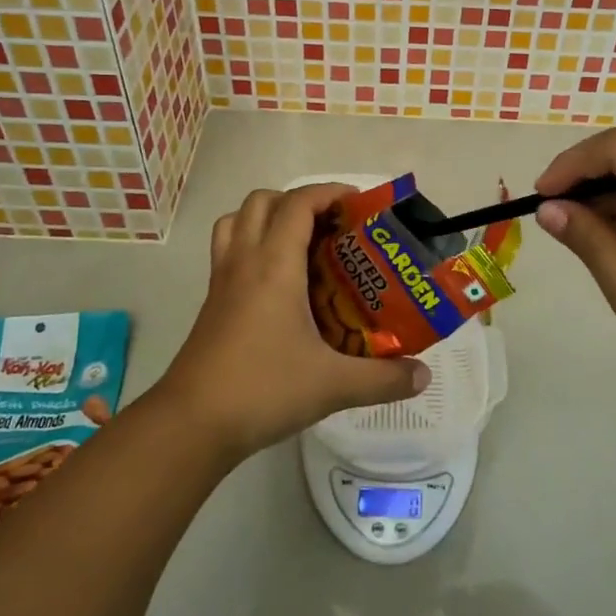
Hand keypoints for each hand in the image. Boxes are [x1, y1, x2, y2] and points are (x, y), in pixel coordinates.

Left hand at [156, 183, 430, 459]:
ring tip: (301, 244)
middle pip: (262, 201)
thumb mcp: (332, 386)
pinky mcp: (211, 303)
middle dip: (299, 201)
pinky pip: (228, 251)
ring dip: (267, 218)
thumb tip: (424, 374)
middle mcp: (244, 261)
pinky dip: (251, 245)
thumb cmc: (262, 390)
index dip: (329, 192)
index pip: (298, 203)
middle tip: (331, 227)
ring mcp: (222, 281)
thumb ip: (383, 379)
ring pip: (236, 221)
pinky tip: (277, 284)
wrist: (191, 424)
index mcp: (274, 265)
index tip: (359, 204)